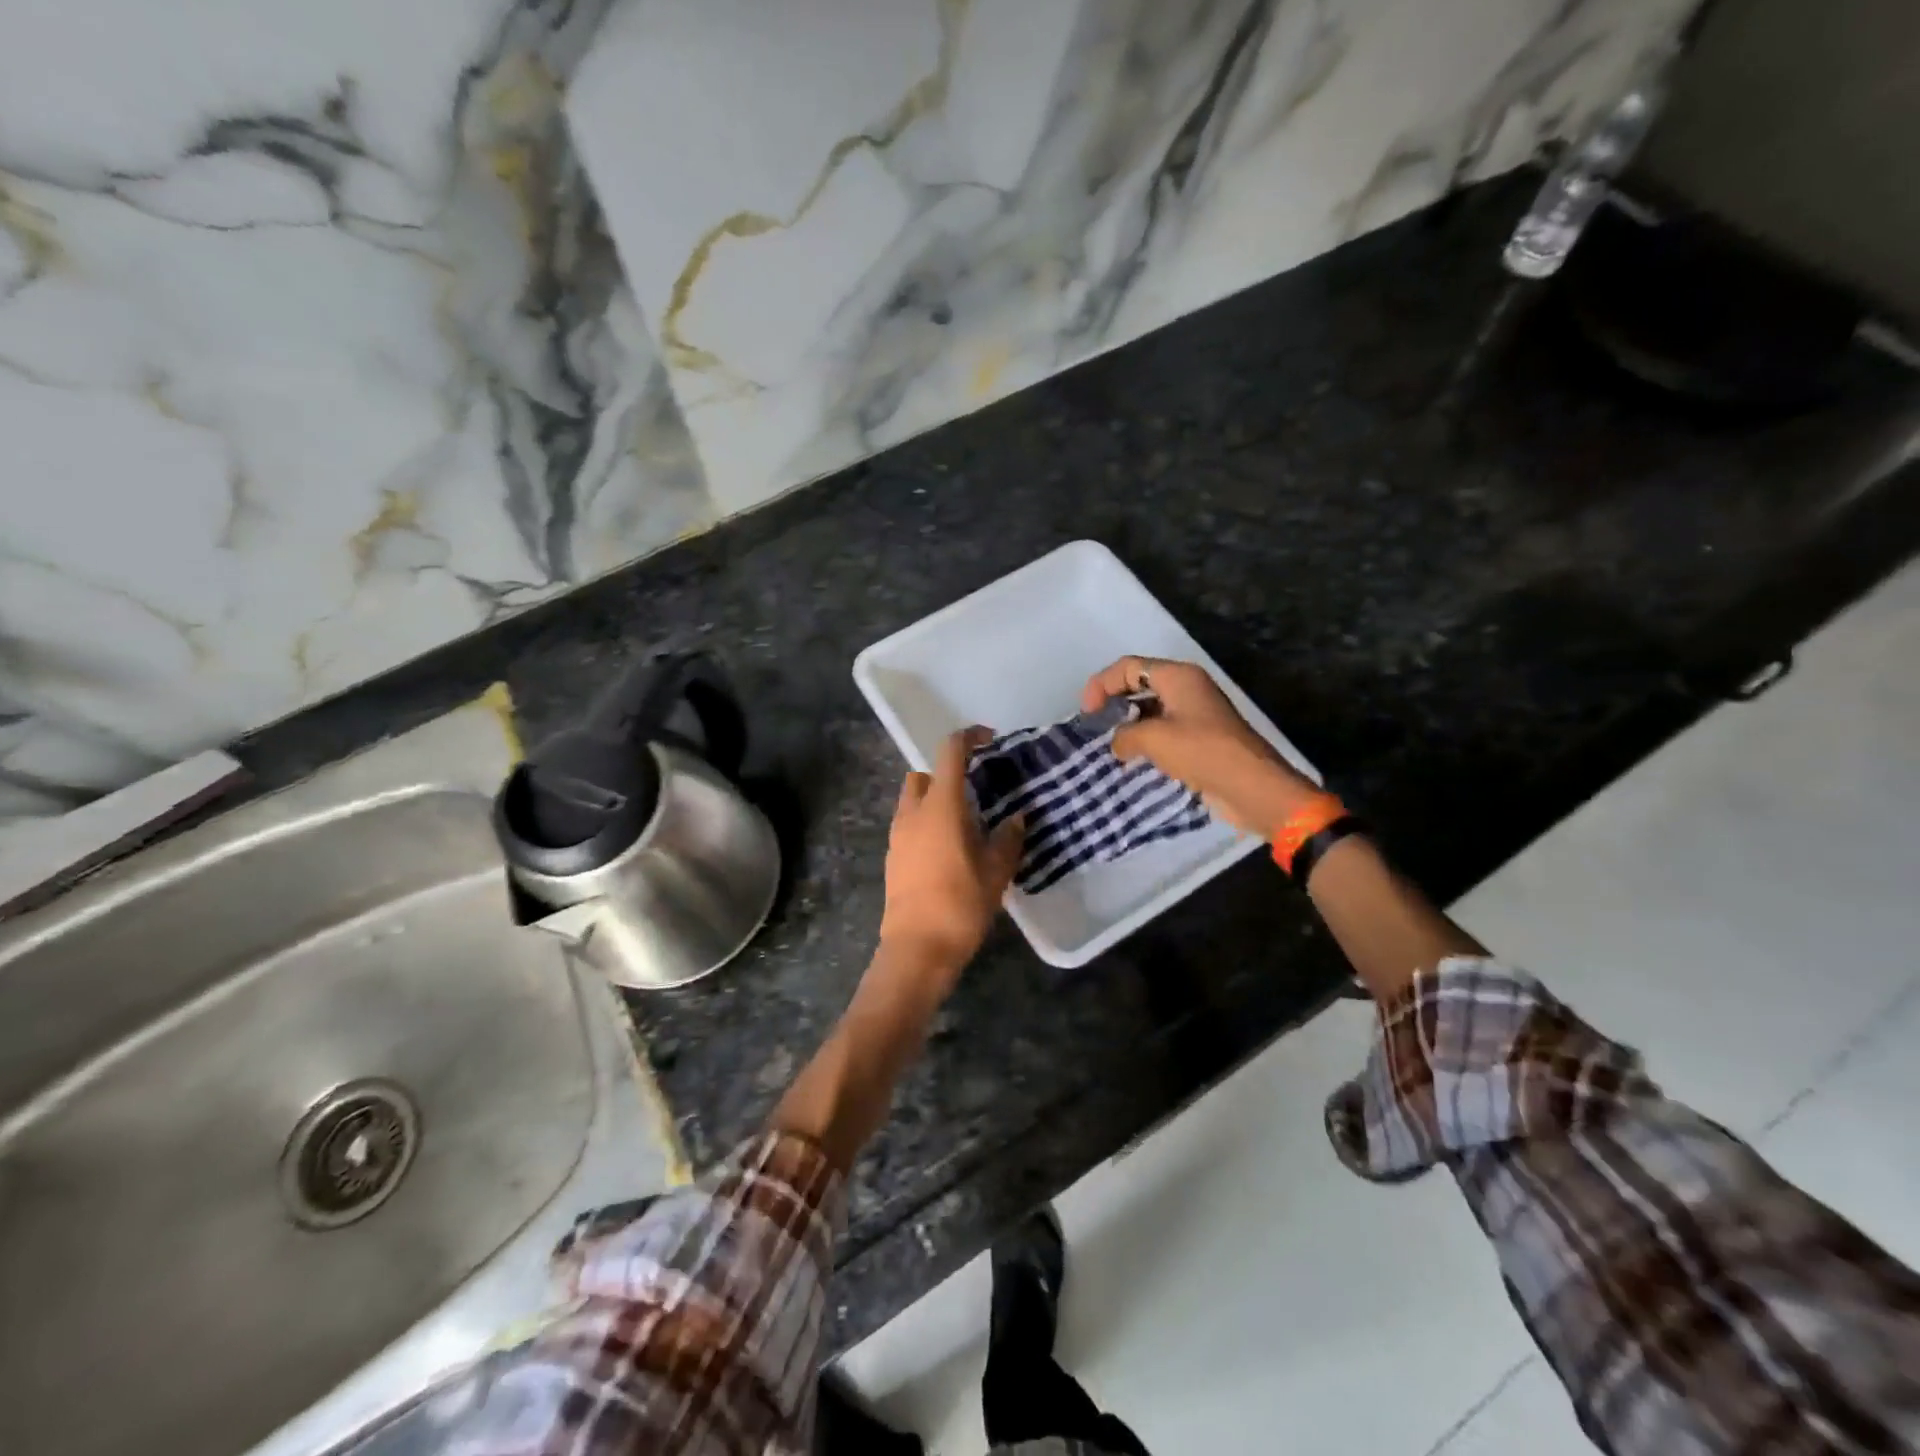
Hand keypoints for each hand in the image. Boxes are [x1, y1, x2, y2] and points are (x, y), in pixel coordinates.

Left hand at [877, 727, 1024, 986]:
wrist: (917, 949)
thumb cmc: (960, 905)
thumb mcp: (996, 872)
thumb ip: (1007, 838)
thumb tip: (1015, 818)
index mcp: (940, 806)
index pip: (950, 752)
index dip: (969, 737)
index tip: (989, 740)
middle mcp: (913, 812)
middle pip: (925, 774)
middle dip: (948, 774)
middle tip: (975, 793)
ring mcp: (897, 834)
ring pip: (913, 799)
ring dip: (936, 799)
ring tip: (965, 824)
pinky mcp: (893, 856)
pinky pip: (909, 824)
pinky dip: (927, 823)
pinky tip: (949, 849)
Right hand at [1081, 657, 1320, 837]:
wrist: (1252, 787)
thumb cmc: (1202, 752)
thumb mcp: (1153, 739)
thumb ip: (1124, 735)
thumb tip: (1117, 743)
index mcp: (1178, 677)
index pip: (1129, 667)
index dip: (1101, 684)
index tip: (1087, 713)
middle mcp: (1187, 688)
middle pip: (1140, 684)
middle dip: (1114, 703)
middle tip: (1095, 728)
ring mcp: (1195, 713)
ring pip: (1151, 710)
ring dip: (1129, 725)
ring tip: (1110, 747)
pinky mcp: (1200, 739)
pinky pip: (1164, 731)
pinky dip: (1146, 741)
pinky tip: (1133, 760)